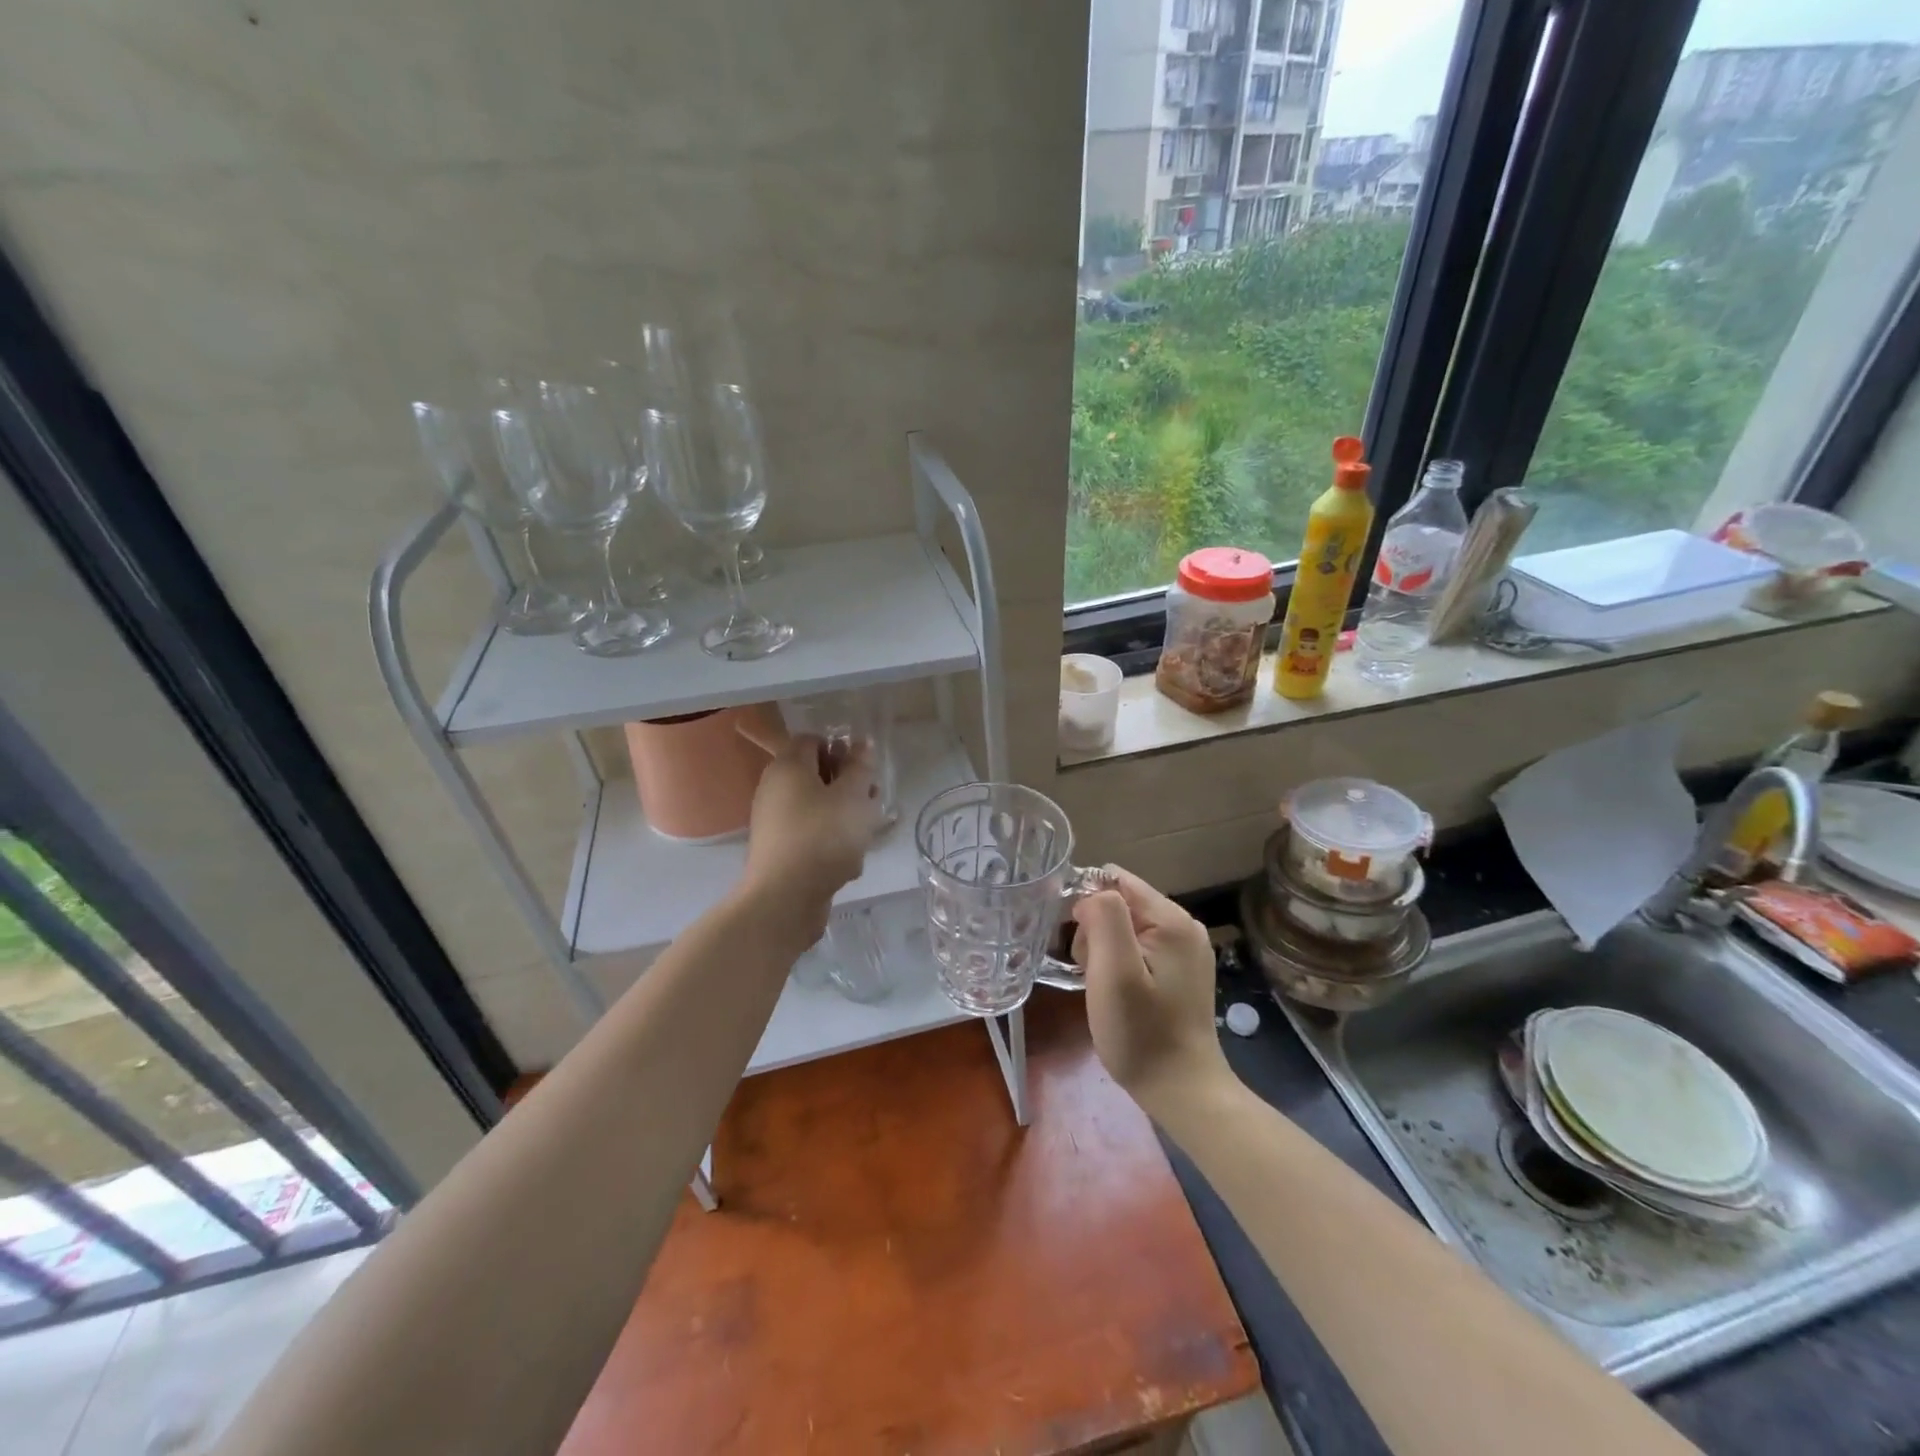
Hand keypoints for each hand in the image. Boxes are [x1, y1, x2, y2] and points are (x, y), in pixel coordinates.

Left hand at [739, 734, 878, 944]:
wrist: (785, 899)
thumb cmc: (823, 836)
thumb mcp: (853, 796)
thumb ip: (860, 767)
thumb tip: (862, 743)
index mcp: (787, 767)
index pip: (812, 740)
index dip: (841, 749)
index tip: (864, 769)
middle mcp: (775, 789)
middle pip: (816, 776)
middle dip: (848, 787)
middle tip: (871, 802)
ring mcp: (775, 822)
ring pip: (818, 808)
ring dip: (845, 818)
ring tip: (865, 836)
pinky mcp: (781, 851)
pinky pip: (811, 836)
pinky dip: (831, 843)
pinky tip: (848, 863)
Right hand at [1072, 867, 1231, 1119]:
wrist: (1183, 1091)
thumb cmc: (1142, 1033)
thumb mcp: (1114, 972)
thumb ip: (1104, 918)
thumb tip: (1090, 895)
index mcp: (1171, 919)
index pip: (1115, 880)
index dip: (1087, 903)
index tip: (1078, 944)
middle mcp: (1184, 926)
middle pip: (1120, 903)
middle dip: (1095, 930)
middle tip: (1093, 974)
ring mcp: (1185, 950)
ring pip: (1126, 926)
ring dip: (1105, 950)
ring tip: (1104, 987)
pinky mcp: (1181, 971)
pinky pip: (1138, 947)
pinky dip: (1119, 964)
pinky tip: (1119, 993)